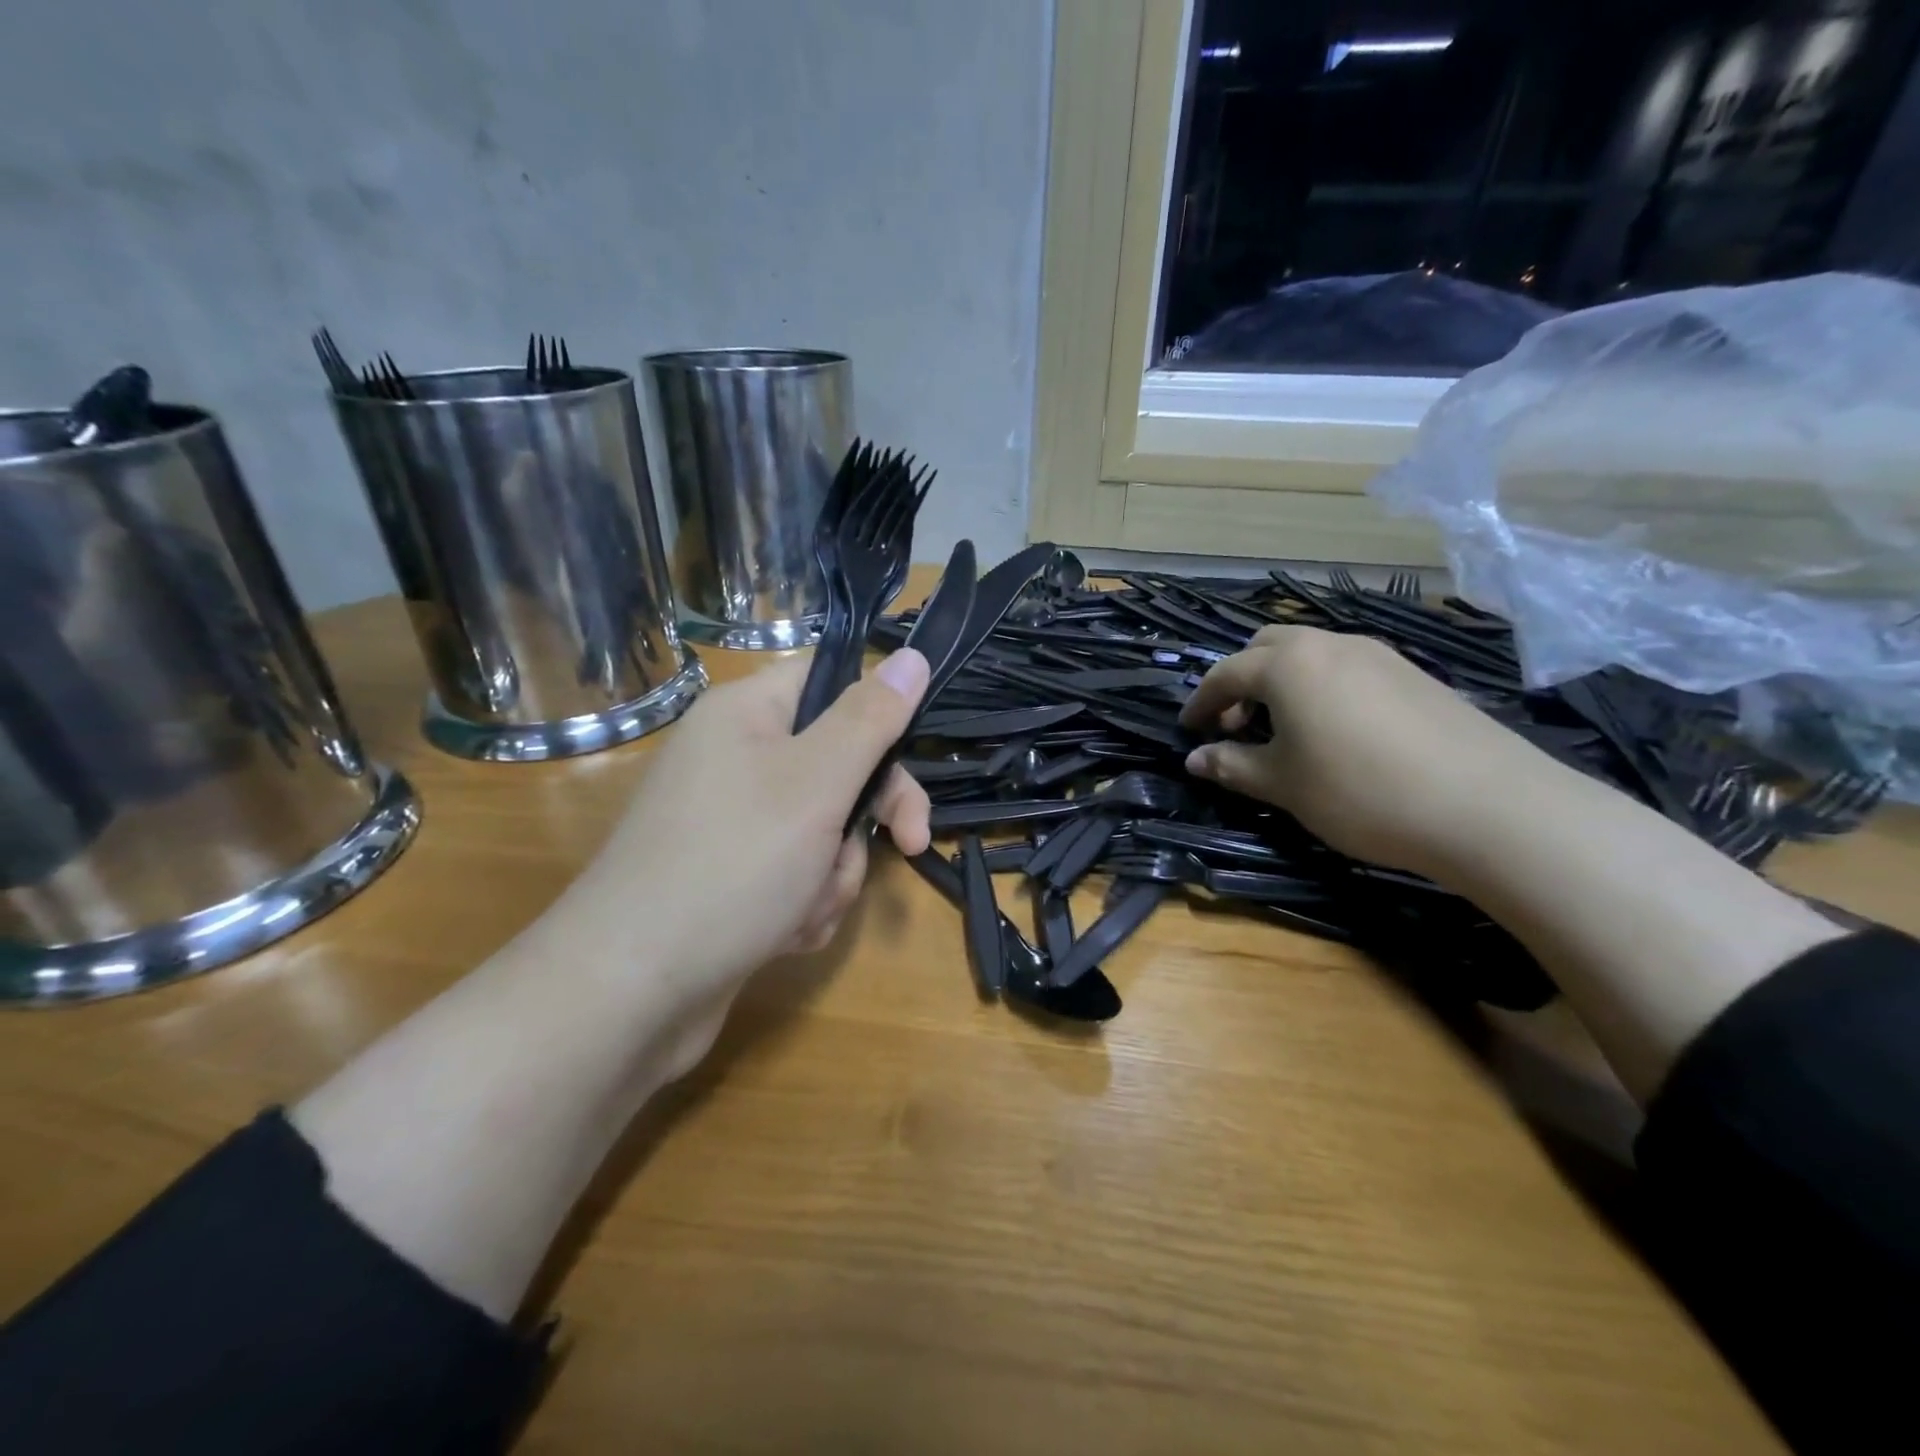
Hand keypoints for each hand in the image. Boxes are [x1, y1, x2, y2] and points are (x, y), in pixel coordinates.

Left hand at [597, 643, 928, 962]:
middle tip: (908, 844)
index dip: (878, 712)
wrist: (629, 994)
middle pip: (837, 763)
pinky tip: (782, 934)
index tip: (911, 756)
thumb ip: (869, 718)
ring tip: (802, 907)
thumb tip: (910, 655)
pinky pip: (796, 874)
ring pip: (824, 830)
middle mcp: (734, 760)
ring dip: (833, 873)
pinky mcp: (730, 879)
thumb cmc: (733, 866)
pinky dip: (803, 904)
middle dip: (864, 818)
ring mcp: (730, 824)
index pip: (829, 679)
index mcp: (745, 715)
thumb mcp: (817, 783)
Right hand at [1177, 625, 1553, 874]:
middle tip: (1236, 723)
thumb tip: (1195, 758)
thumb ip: (1232, 765)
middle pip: (1267, 647)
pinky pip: (1347, 667)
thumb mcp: (1283, 785)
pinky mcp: (1414, 674)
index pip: (1226, 673)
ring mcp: (1378, 654)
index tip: (1188, 729)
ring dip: (1282, 682)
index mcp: (1288, 664)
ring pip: (1310, 653)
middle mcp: (1330, 644)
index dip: (1201, 702)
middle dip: (1241, 680)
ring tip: (1284, 729)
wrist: (1487, 805)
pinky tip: (1335, 731)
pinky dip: (1321, 687)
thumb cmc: (1359, 791)